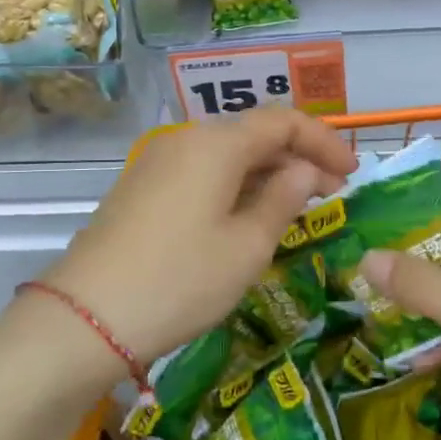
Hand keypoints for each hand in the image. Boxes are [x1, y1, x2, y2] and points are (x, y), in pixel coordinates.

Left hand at [42, 108, 356, 365]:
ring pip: (227, 154)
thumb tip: (303, 170)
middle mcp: (186, 139)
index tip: (353, 173)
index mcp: (217, 143)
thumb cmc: (181, 280)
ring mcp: (158, 161)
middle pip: (254, 134)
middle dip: (298, 158)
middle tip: (333, 193)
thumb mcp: (247, 246)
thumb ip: (283, 199)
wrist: (86, 317)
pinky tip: (248, 216)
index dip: (324, 142)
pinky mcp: (142, 187)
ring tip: (297, 207)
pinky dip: (235, 185)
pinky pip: (202, 172)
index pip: (284, 121)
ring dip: (267, 173)